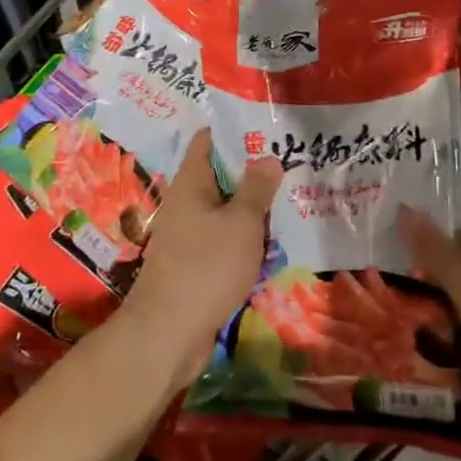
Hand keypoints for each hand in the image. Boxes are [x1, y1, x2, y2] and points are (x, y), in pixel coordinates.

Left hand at [121, 130, 281, 385]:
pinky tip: (272, 243)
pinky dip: (245, 238)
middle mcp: (186, 203)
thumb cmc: (206, 266)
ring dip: (252, 209)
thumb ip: (256, 188)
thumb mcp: (241, 223)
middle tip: (291, 165)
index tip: (267, 128)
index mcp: (191, 182)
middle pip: (220, 176)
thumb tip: (268, 157)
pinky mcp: (195, 263)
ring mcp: (189, 235)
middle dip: (253, 172)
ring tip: (290, 201)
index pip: (208, 140)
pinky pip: (224, 240)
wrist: (169, 332)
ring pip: (225, 211)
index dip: (235, 130)